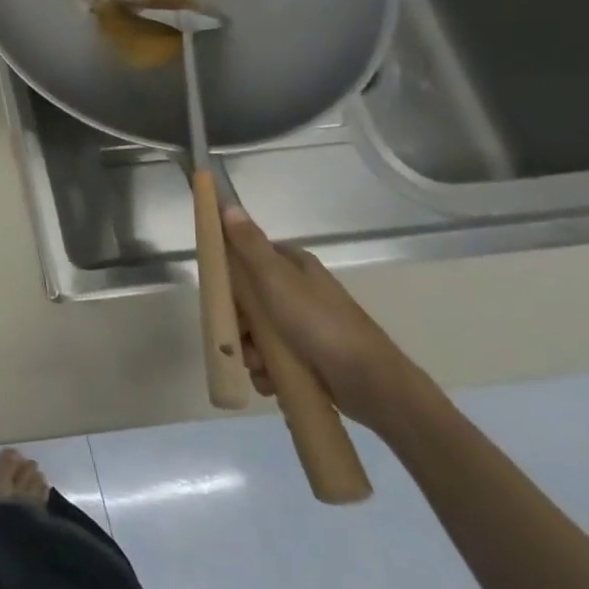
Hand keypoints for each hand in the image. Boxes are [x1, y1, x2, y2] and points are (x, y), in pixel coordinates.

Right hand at [223, 207, 420, 430]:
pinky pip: (272, 358)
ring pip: (256, 332)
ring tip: (258, 366)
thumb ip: (248, 244)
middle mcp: (297, 291)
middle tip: (237, 336)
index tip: (216, 292)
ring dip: (249, 350)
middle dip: (237, 322)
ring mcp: (303, 325)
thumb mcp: (277, 280)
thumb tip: (227, 203)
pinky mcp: (308, 356)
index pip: (247, 257)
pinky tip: (270, 380)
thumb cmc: (320, 324)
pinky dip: (266, 369)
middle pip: (247, 299)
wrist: (371, 385)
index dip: (228, 273)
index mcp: (293, 266)